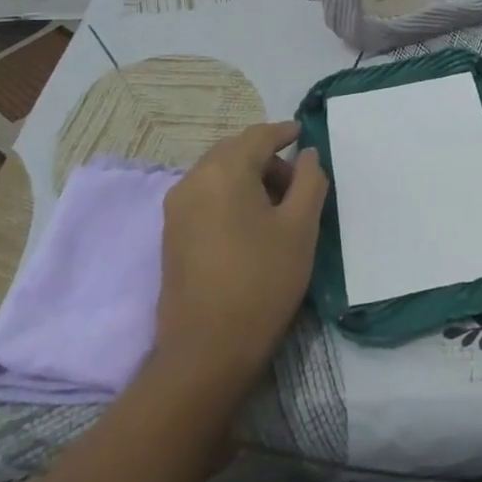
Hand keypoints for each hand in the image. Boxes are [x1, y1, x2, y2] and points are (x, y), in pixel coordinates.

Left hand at [154, 122, 327, 389]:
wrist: (207, 350)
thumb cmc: (262, 281)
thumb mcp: (301, 227)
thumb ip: (310, 180)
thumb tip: (307, 155)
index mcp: (223, 172)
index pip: (257, 136)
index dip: (284, 132)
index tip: (303, 133)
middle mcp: (192, 180)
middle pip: (234, 151)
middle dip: (266, 156)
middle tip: (298, 180)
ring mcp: (176, 208)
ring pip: (217, 173)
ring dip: (248, 176)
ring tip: (279, 205)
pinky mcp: (171, 234)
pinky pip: (205, 195)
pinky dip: (230, 194)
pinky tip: (252, 222)